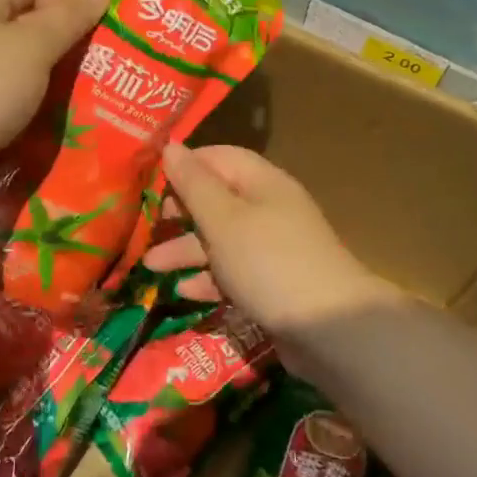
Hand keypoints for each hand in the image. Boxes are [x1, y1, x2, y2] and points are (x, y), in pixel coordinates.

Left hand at [0, 0, 108, 195]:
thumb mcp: (33, 46)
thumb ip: (69, 16)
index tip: (94, 27)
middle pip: (27, 17)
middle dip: (66, 37)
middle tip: (98, 62)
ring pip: (22, 58)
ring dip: (54, 73)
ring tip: (85, 92)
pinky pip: (10, 92)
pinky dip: (35, 100)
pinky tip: (56, 118)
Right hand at [144, 143, 388, 344]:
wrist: (330, 329)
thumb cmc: (269, 262)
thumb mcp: (223, 219)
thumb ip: (194, 184)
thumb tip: (170, 147)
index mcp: (262, 183)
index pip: (218, 158)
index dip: (184, 165)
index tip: (148, 179)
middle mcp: (268, 209)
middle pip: (216, 200)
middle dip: (179, 211)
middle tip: (147, 223)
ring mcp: (272, 249)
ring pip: (220, 240)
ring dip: (185, 250)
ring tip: (149, 266)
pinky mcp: (272, 285)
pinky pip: (232, 273)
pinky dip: (208, 279)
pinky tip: (182, 290)